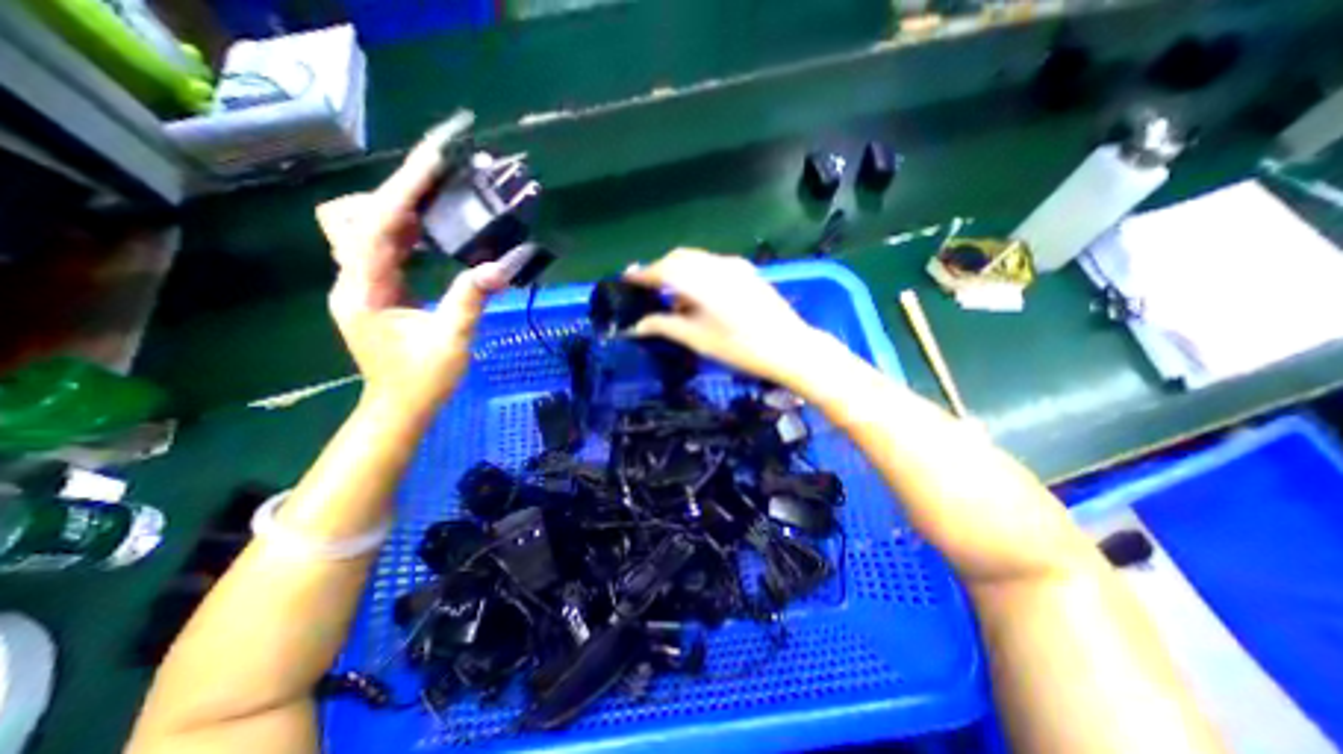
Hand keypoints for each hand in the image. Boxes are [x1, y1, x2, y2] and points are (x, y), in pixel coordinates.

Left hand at [316, 125, 509, 414]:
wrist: (399, 407)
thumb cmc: (422, 380)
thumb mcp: (452, 341)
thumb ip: (471, 299)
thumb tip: (501, 266)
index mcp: (364, 290)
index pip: (377, 225)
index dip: (404, 189)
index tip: (433, 160)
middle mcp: (351, 279)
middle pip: (354, 215)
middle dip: (394, 195)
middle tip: (438, 188)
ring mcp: (358, 283)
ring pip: (360, 227)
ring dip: (396, 211)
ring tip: (437, 207)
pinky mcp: (372, 289)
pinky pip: (379, 247)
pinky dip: (401, 232)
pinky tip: (430, 235)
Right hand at [620, 248, 830, 385]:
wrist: (790, 347)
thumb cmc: (740, 348)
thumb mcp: (698, 339)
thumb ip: (665, 326)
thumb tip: (637, 325)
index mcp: (702, 280)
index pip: (664, 269)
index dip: (643, 274)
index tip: (627, 279)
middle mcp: (717, 264)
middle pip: (680, 258)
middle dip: (660, 270)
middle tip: (646, 288)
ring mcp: (735, 266)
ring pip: (697, 260)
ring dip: (679, 272)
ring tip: (672, 297)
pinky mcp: (747, 272)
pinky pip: (713, 266)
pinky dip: (698, 275)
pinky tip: (698, 296)